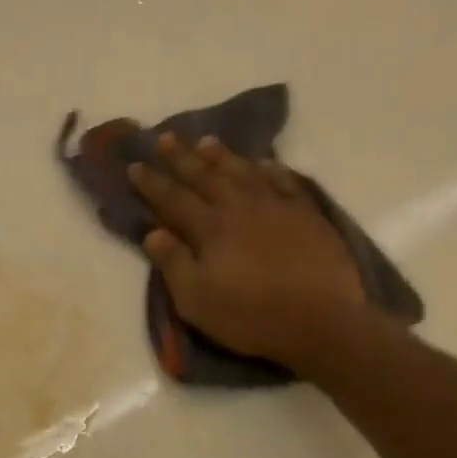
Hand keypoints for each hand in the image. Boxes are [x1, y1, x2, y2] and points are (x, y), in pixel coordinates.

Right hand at [127, 134, 384, 375]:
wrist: (321, 320)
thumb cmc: (251, 316)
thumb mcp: (196, 301)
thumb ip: (173, 264)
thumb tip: (153, 233)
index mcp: (210, 228)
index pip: (173, 199)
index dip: (152, 182)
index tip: (135, 165)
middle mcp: (240, 206)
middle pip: (205, 175)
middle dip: (181, 157)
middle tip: (165, 137)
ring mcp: (276, 206)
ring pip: (243, 171)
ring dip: (221, 155)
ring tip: (206, 141)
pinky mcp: (306, 213)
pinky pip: (284, 180)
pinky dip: (269, 168)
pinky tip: (263, 162)